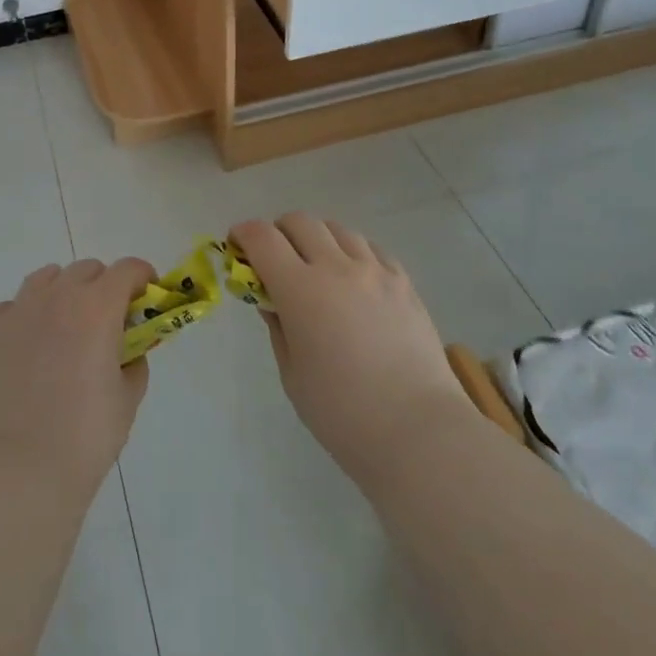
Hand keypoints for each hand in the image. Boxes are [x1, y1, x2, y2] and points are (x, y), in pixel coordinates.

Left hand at [0, 257, 156, 501]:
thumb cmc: (83, 440)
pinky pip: (11, 308)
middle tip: (106, 321)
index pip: (127, 269)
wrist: (16, 474)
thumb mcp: (127, 401)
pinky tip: (26, 351)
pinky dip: (25, 319)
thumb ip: (134, 363)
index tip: (146, 295)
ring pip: (46, 279)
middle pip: (86, 270)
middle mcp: (57, 296)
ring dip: (63, 293)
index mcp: (97, 308)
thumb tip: (128, 351)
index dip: (142, 277)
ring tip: (64, 329)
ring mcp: (17, 310)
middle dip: (102, 286)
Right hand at [229, 214, 474, 485]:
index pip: (262, 237)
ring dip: (317, 239)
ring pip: (336, 228)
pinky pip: (370, 248)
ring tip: (318, 269)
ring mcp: (374, 270)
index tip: (236, 245)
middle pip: (299, 221)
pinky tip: (354, 280)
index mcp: (301, 289)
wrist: (419, 433)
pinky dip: (352, 253)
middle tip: (275, 260)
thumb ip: (278, 327)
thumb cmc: (344, 415)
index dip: (243, 234)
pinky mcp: (403, 281)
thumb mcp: (293, 375)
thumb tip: (271, 299)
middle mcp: (336, 266)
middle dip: (278, 232)